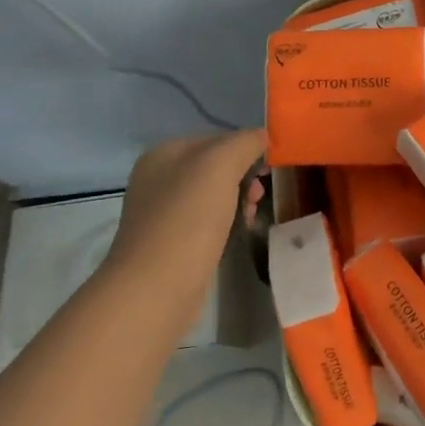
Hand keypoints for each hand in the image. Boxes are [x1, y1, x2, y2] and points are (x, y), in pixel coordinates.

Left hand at [104, 130, 268, 288]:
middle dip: (245, 177)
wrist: (156, 288)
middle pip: (217, 167)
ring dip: (240, 200)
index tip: (268, 169)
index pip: (218, 138)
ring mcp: (162, 213)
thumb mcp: (221, 165)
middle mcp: (158, 178)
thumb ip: (245, 142)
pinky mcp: (170, 243)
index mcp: (164, 153)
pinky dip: (227, 223)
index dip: (248, 149)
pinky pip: (208, 222)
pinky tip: (237, 233)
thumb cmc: (188, 219)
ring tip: (252, 217)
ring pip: (215, 195)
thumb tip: (262, 137)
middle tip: (260, 195)